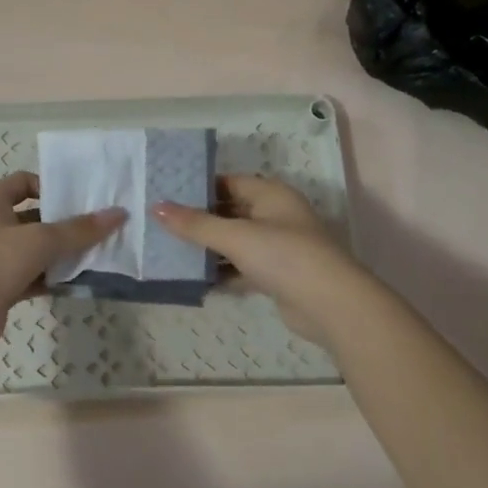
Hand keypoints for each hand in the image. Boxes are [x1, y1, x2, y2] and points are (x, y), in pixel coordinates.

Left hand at [0, 172, 125, 354]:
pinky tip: (78, 281)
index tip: (78, 200)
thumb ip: (80, 229)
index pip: (23, 182)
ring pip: (34, 250)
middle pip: (33, 217)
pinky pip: (32, 276)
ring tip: (95, 254)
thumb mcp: (41, 240)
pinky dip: (52, 277)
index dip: (50, 186)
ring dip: (61, 253)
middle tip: (97, 228)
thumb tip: (119, 214)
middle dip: (63, 223)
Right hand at [152, 176, 364, 346]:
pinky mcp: (276, 275)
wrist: (330, 305)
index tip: (166, 194)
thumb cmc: (284, 256)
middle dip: (199, 219)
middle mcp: (276, 215)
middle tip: (161, 223)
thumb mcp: (236, 236)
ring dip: (208, 248)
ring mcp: (277, 247)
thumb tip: (156, 207)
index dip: (199, 187)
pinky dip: (222, 271)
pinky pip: (241, 267)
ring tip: (169, 250)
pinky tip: (194, 278)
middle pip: (230, 211)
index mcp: (271, 194)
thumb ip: (195, 224)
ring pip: (235, 241)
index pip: (229, 182)